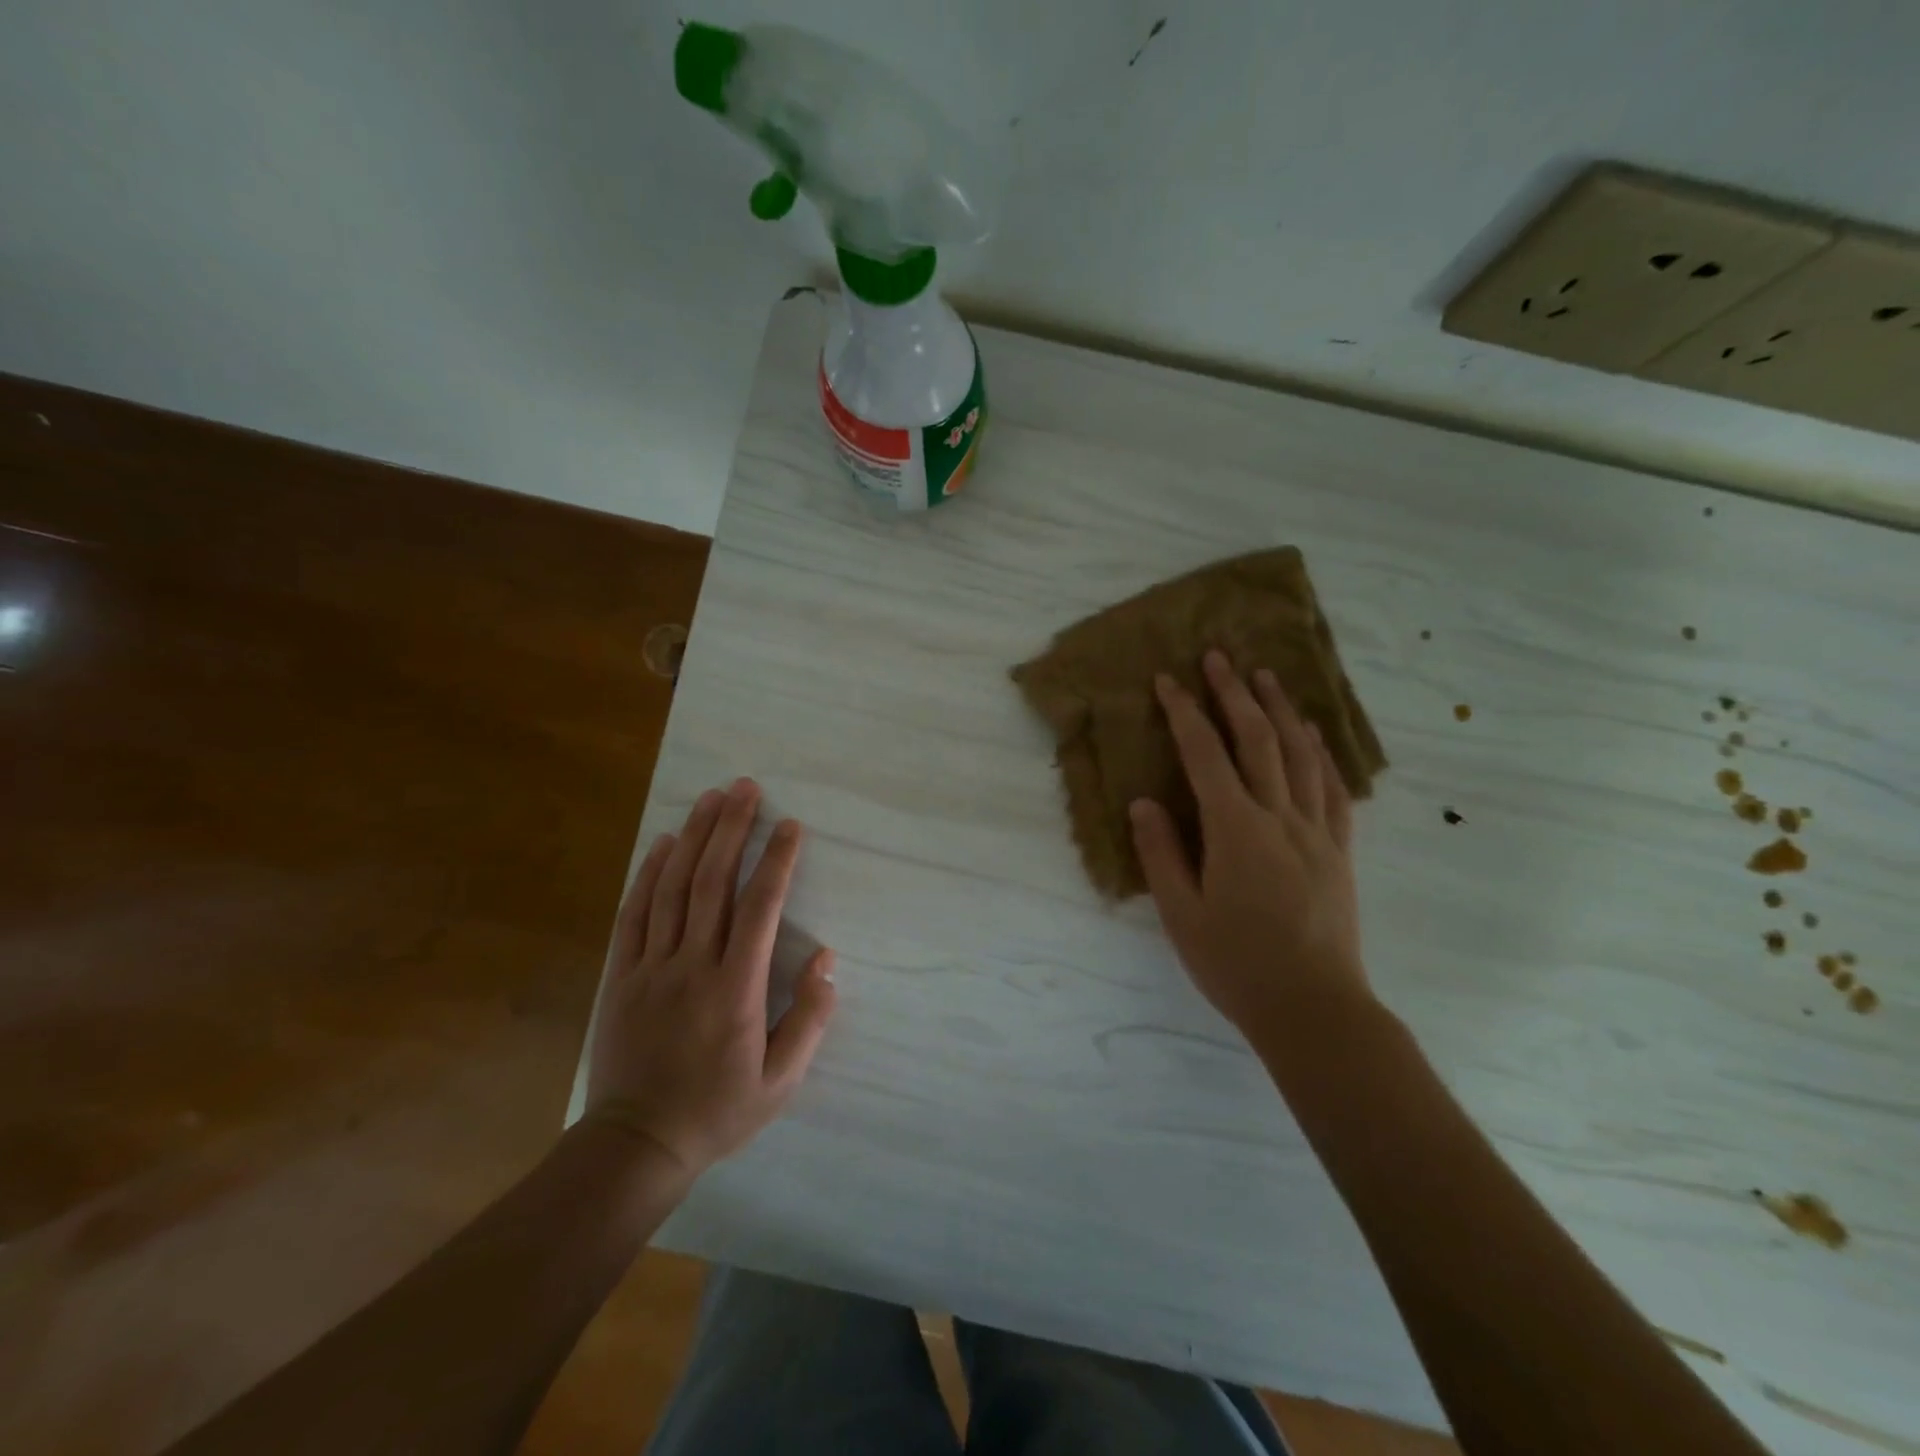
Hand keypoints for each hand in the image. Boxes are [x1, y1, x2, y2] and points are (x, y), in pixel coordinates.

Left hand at [585, 778, 836, 1179]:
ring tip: (710, 798)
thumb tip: (826, 958)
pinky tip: (662, 843)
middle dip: (731, 829)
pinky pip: (634, 913)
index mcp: (736, 990)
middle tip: (745, 787)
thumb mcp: (781, 1080)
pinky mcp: (621, 975)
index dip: (776, 861)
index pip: (760, 909)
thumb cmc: (719, 1110)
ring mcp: (651, 967)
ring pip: (672, 888)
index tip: (789, 826)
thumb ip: (810, 1018)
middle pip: (712, 882)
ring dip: (692, 837)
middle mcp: (692, 966)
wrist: (636, 1144)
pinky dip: (648, 873)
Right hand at [1129, 650, 1371, 1050]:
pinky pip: (1332, 788)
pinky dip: (1320, 752)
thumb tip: (1143, 803)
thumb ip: (1161, 853)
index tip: (1167, 681)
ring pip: (1300, 754)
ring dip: (1280, 710)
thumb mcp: (1181, 915)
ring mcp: (1316, 831)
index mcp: (1236, 830)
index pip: (1205, 756)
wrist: (1314, 1009)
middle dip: (1234, 694)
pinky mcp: (1339, 850)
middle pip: (1257, 740)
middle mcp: (1279, 818)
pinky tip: (1311, 734)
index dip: (1184, 713)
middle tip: (1218, 657)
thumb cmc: (1237, 965)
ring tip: (1265, 676)